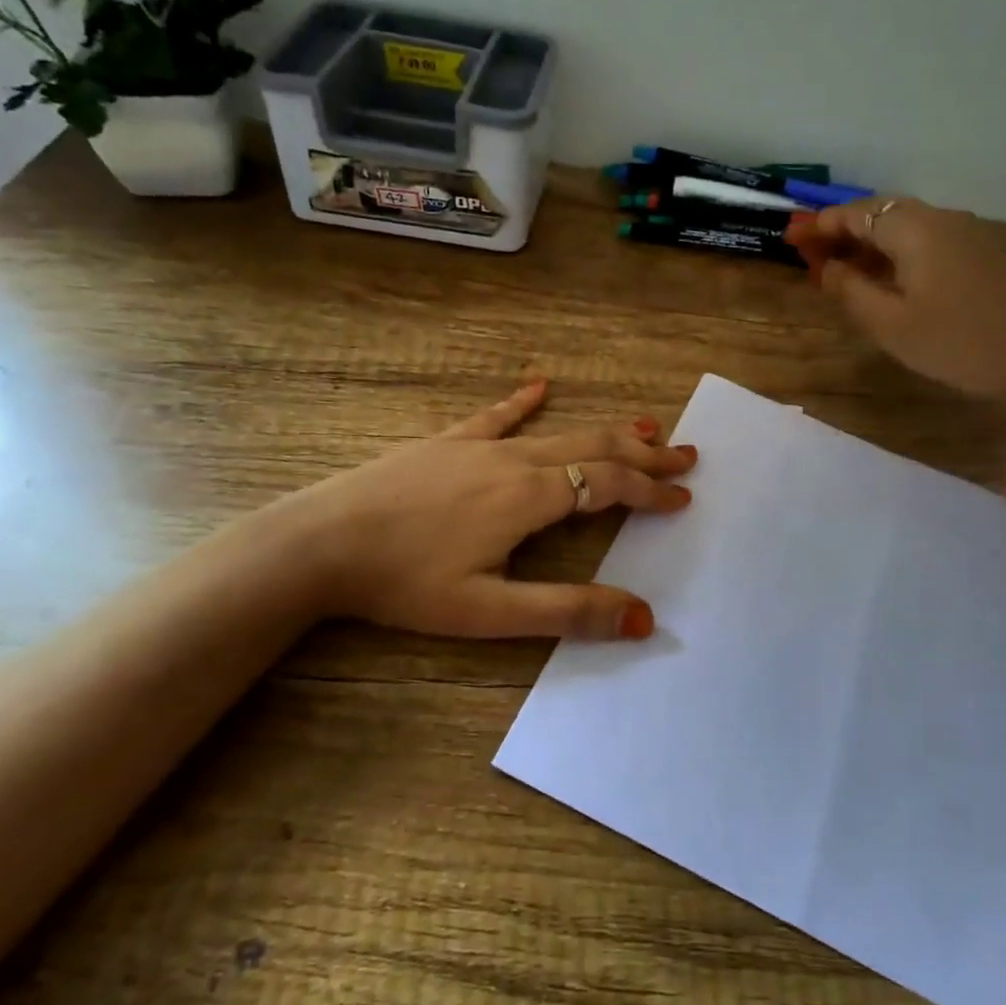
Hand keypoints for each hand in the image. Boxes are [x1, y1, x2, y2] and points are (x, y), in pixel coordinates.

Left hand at [279, 381, 693, 640]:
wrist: (320, 543)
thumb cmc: (405, 582)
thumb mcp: (489, 611)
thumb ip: (567, 611)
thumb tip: (642, 618)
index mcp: (529, 498)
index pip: (609, 486)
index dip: (650, 491)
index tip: (683, 497)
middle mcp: (514, 461)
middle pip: (595, 449)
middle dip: (645, 453)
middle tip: (685, 454)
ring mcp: (478, 445)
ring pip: (558, 431)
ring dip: (605, 431)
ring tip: (644, 425)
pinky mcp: (446, 442)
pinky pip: (495, 416)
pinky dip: (525, 402)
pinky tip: (540, 386)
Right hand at [786, 200, 1005, 417]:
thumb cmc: (954, 343)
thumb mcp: (889, 324)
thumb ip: (850, 290)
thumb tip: (827, 267)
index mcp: (916, 229)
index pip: (858, 214)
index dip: (822, 225)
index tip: (792, 238)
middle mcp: (941, 220)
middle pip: (881, 213)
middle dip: (843, 231)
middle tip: (811, 254)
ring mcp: (965, 235)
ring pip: (904, 227)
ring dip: (868, 243)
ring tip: (838, 268)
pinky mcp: (978, 255)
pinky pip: (924, 241)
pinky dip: (893, 252)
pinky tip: (880, 277)